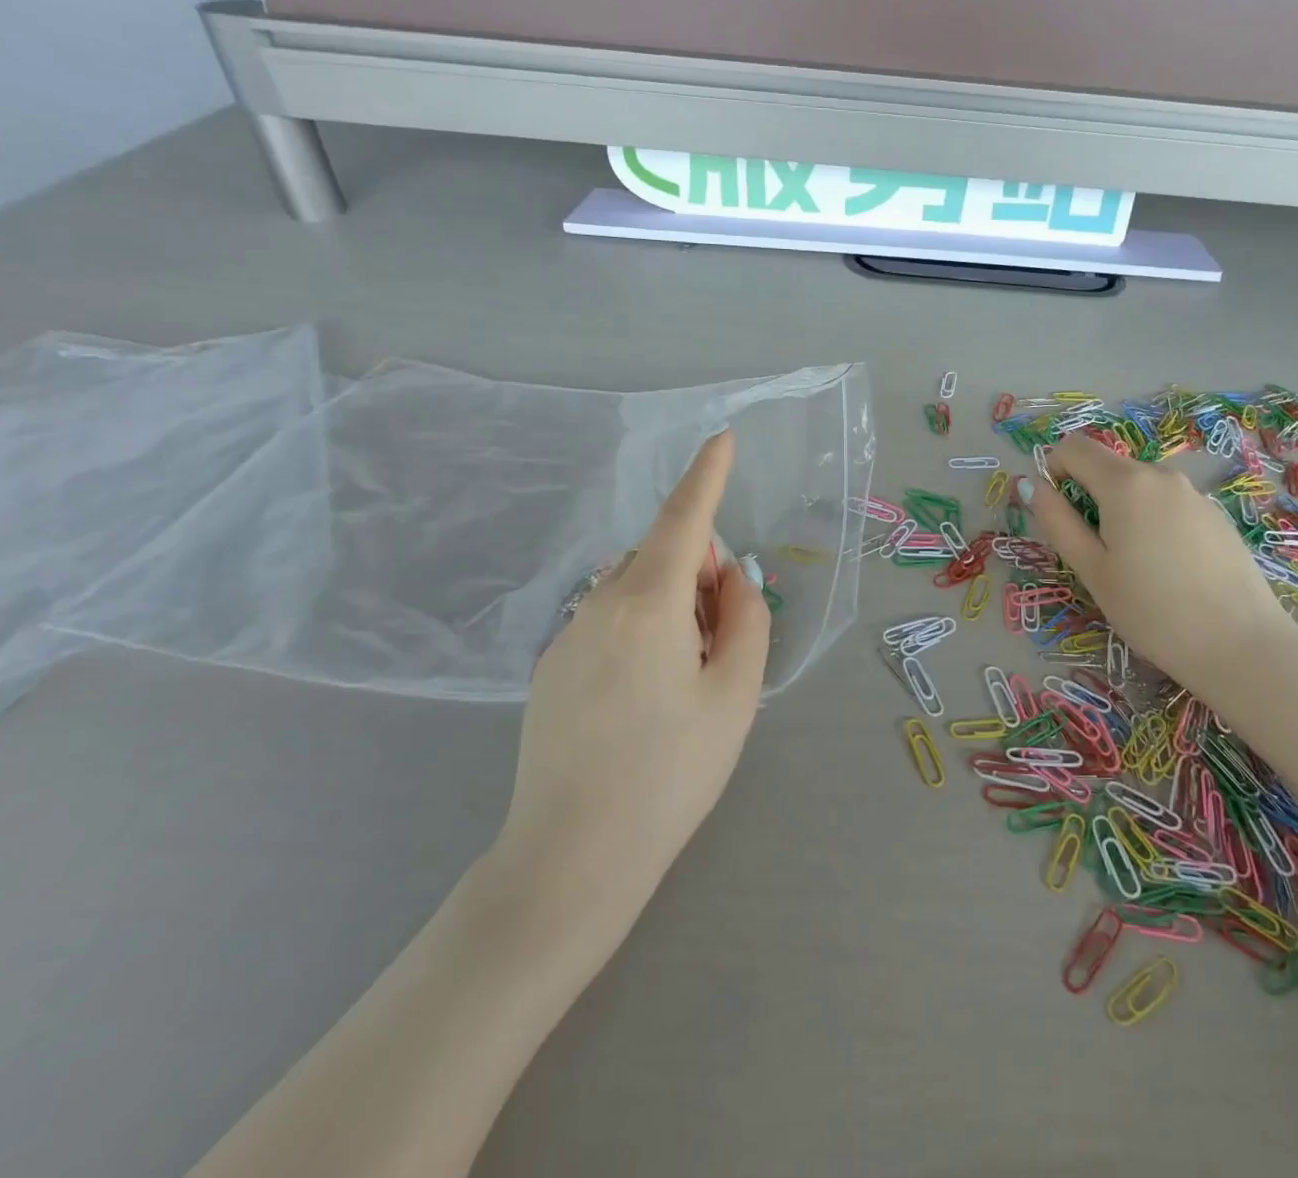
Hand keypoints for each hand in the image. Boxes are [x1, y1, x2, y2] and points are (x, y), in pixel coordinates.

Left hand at [492, 431, 770, 918]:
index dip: (707, 476)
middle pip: (662, 557)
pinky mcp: (552, 668)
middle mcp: (598, 606)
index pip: (684, 520)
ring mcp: (567, 637)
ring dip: (674, 606)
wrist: (572, 860)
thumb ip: (745, 619)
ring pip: (636, 590)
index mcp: (647, 605)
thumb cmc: (670, 774)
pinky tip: (647, 699)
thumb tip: (730, 580)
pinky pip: (610, 621)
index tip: (722, 438)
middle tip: (726, 638)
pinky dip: (644, 630)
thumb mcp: (735, 694)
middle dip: (702, 572)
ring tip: (689, 680)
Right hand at [1029, 433, 1297, 692]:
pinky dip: (1153, 523)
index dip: (1054, 471)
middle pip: (1108, 467)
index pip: (1074, 447)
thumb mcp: (1092, 570)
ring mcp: (1194, 494)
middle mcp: (1161, 475)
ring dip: (1121, 512)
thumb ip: (1058, 522)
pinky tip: (1169, 571)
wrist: (1241, 646)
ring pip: (1139, 488)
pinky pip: (1168, 505)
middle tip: (1095, 554)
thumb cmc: (1152, 611)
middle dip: (1088, 497)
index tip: (1059, 515)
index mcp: (1125, 483)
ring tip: (1134, 568)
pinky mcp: (1216, 515)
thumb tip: (1035, 487)